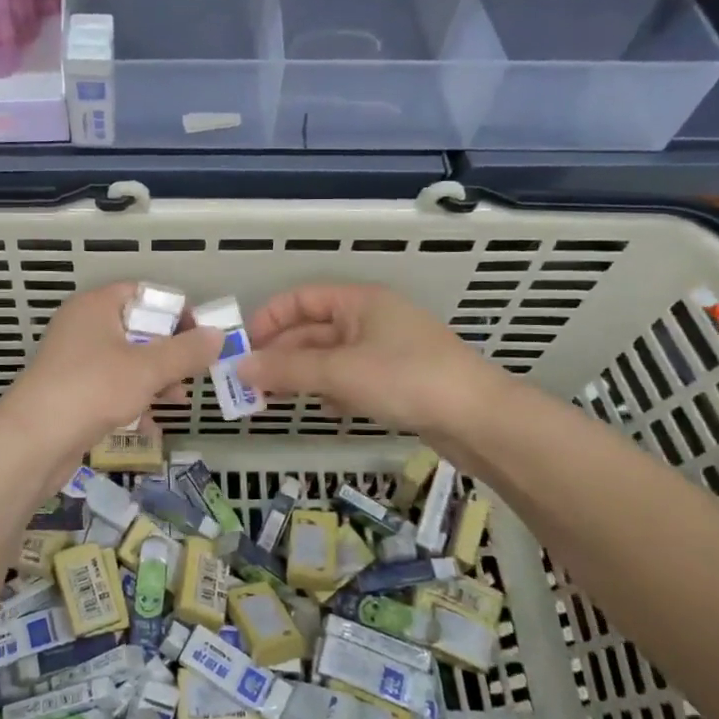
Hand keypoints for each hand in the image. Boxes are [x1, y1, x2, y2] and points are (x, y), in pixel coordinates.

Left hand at [1, 284, 221, 458]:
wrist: (33, 442)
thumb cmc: (92, 390)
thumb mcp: (147, 369)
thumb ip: (186, 352)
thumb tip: (218, 336)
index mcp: (96, 306)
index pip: (144, 293)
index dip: (176, 312)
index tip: (201, 338)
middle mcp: (83, 326)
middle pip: (138, 329)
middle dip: (169, 353)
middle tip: (193, 373)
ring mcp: (75, 360)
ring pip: (127, 361)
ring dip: (155, 380)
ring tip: (176, 402)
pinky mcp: (71, 392)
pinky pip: (111, 388)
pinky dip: (132, 401)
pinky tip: (149, 425)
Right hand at [237, 283, 500, 440]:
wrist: (481, 420)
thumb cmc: (407, 379)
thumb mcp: (340, 371)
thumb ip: (287, 369)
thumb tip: (238, 368)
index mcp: (359, 302)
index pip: (300, 299)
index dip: (269, 319)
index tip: (244, 349)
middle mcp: (371, 320)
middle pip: (312, 331)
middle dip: (282, 355)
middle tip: (250, 385)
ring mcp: (386, 351)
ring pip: (330, 358)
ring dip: (303, 375)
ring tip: (276, 399)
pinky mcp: (398, 381)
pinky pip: (352, 379)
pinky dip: (333, 391)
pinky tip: (326, 409)